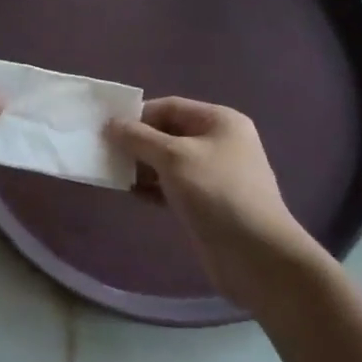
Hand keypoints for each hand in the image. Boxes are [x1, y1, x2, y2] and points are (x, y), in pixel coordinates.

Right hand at [106, 98, 323, 300]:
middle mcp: (219, 143)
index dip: (137, 115)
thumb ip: (138, 138)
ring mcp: (214, 174)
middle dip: (137, 142)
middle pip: (168, 133)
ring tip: (114, 175)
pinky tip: (132, 194)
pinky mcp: (207, 203)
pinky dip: (152, 187)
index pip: (169, 107)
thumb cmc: (216, 193)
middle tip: (105, 154)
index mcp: (219, 121)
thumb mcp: (173, 157)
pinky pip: (172, 186)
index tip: (107, 131)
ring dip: (141, 167)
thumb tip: (111, 124)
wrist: (256, 255)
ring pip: (168, 162)